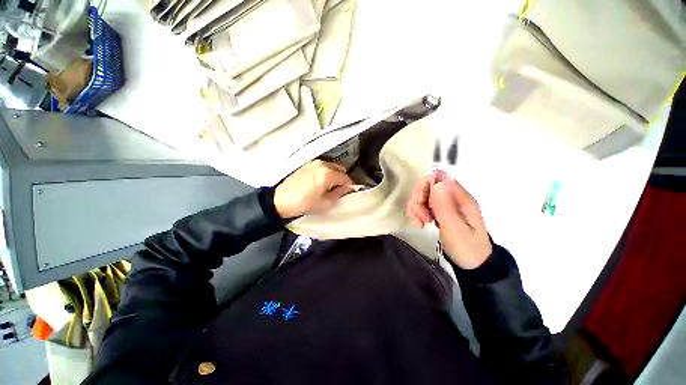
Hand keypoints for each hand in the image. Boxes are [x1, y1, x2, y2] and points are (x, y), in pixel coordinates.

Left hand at [274, 160, 353, 218]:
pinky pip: (323, 166)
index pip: (346, 178)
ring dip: (334, 175)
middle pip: (340, 169)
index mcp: (328, 173)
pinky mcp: (308, 164)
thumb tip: (346, 188)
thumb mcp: (325, 203)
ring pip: (332, 166)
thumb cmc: (304, 203)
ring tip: (328, 186)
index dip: (348, 186)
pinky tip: (319, 182)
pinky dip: (326, 172)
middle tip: (337, 190)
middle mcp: (323, 164)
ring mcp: (314, 163)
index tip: (346, 193)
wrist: (281, 200)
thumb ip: (339, 194)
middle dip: (342, 179)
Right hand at [406, 170, 491, 268]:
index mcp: (460, 197)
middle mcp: (451, 196)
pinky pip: (421, 205)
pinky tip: (421, 223)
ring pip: (421, 195)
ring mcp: (444, 203)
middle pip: (426, 185)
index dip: (425, 187)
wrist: (474, 263)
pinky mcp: (438, 210)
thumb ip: (445, 206)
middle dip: (418, 200)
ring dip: (416, 208)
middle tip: (422, 218)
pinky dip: (417, 213)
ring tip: (422, 223)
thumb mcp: (456, 229)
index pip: (437, 177)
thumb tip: (438, 182)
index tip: (421, 204)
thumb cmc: (467, 247)